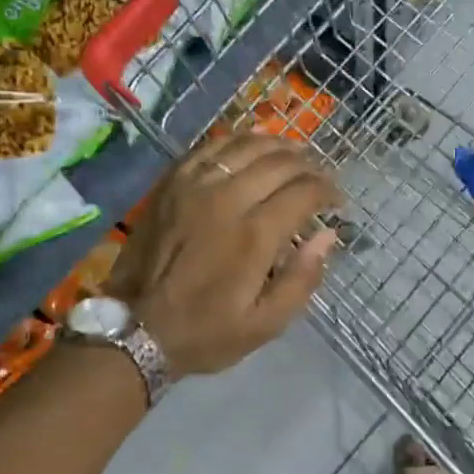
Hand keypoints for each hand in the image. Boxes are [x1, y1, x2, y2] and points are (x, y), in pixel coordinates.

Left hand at [107, 134, 342, 376]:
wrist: (135, 328)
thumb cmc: (206, 331)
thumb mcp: (265, 324)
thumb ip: (303, 279)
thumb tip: (328, 236)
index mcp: (254, 235)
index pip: (304, 191)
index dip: (328, 191)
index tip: (337, 202)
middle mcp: (226, 199)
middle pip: (280, 161)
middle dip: (309, 166)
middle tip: (320, 178)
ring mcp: (194, 185)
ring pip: (246, 145)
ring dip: (278, 146)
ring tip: (293, 156)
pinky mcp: (171, 183)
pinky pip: (210, 147)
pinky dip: (237, 142)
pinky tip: (250, 149)